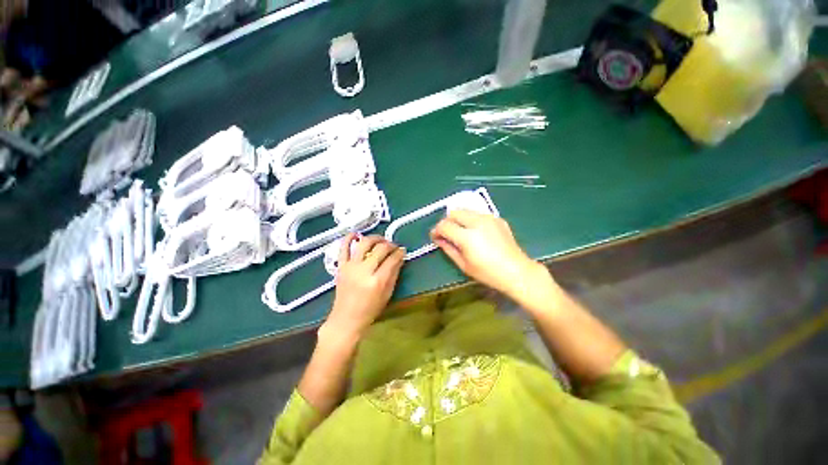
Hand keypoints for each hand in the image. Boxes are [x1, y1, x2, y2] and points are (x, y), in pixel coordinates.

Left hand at [323, 234, 404, 340]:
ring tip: (380, 240)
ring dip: (375, 238)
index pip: (392, 259)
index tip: (403, 250)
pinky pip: (343, 248)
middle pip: (380, 249)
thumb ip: (394, 274)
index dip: (400, 252)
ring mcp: (350, 267)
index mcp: (377, 281)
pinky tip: (357, 234)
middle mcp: (364, 271)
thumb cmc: (370, 309)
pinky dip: (349, 238)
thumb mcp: (387, 294)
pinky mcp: (341, 266)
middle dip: (390, 244)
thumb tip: (400, 257)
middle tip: (394, 246)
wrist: (346, 319)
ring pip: (364, 243)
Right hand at [430, 210, 543, 297]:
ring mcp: (489, 218)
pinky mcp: (497, 218)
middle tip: (447, 234)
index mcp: (467, 237)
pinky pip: (478, 214)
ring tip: (460, 232)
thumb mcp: (464, 264)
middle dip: (447, 222)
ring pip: (465, 210)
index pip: (444, 225)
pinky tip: (475, 232)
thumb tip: (438, 239)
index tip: (435, 237)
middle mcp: (477, 222)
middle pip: (454, 212)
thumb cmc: (488, 273)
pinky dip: (471, 219)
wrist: (517, 271)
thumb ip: (448, 249)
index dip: (436, 230)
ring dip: (458, 219)